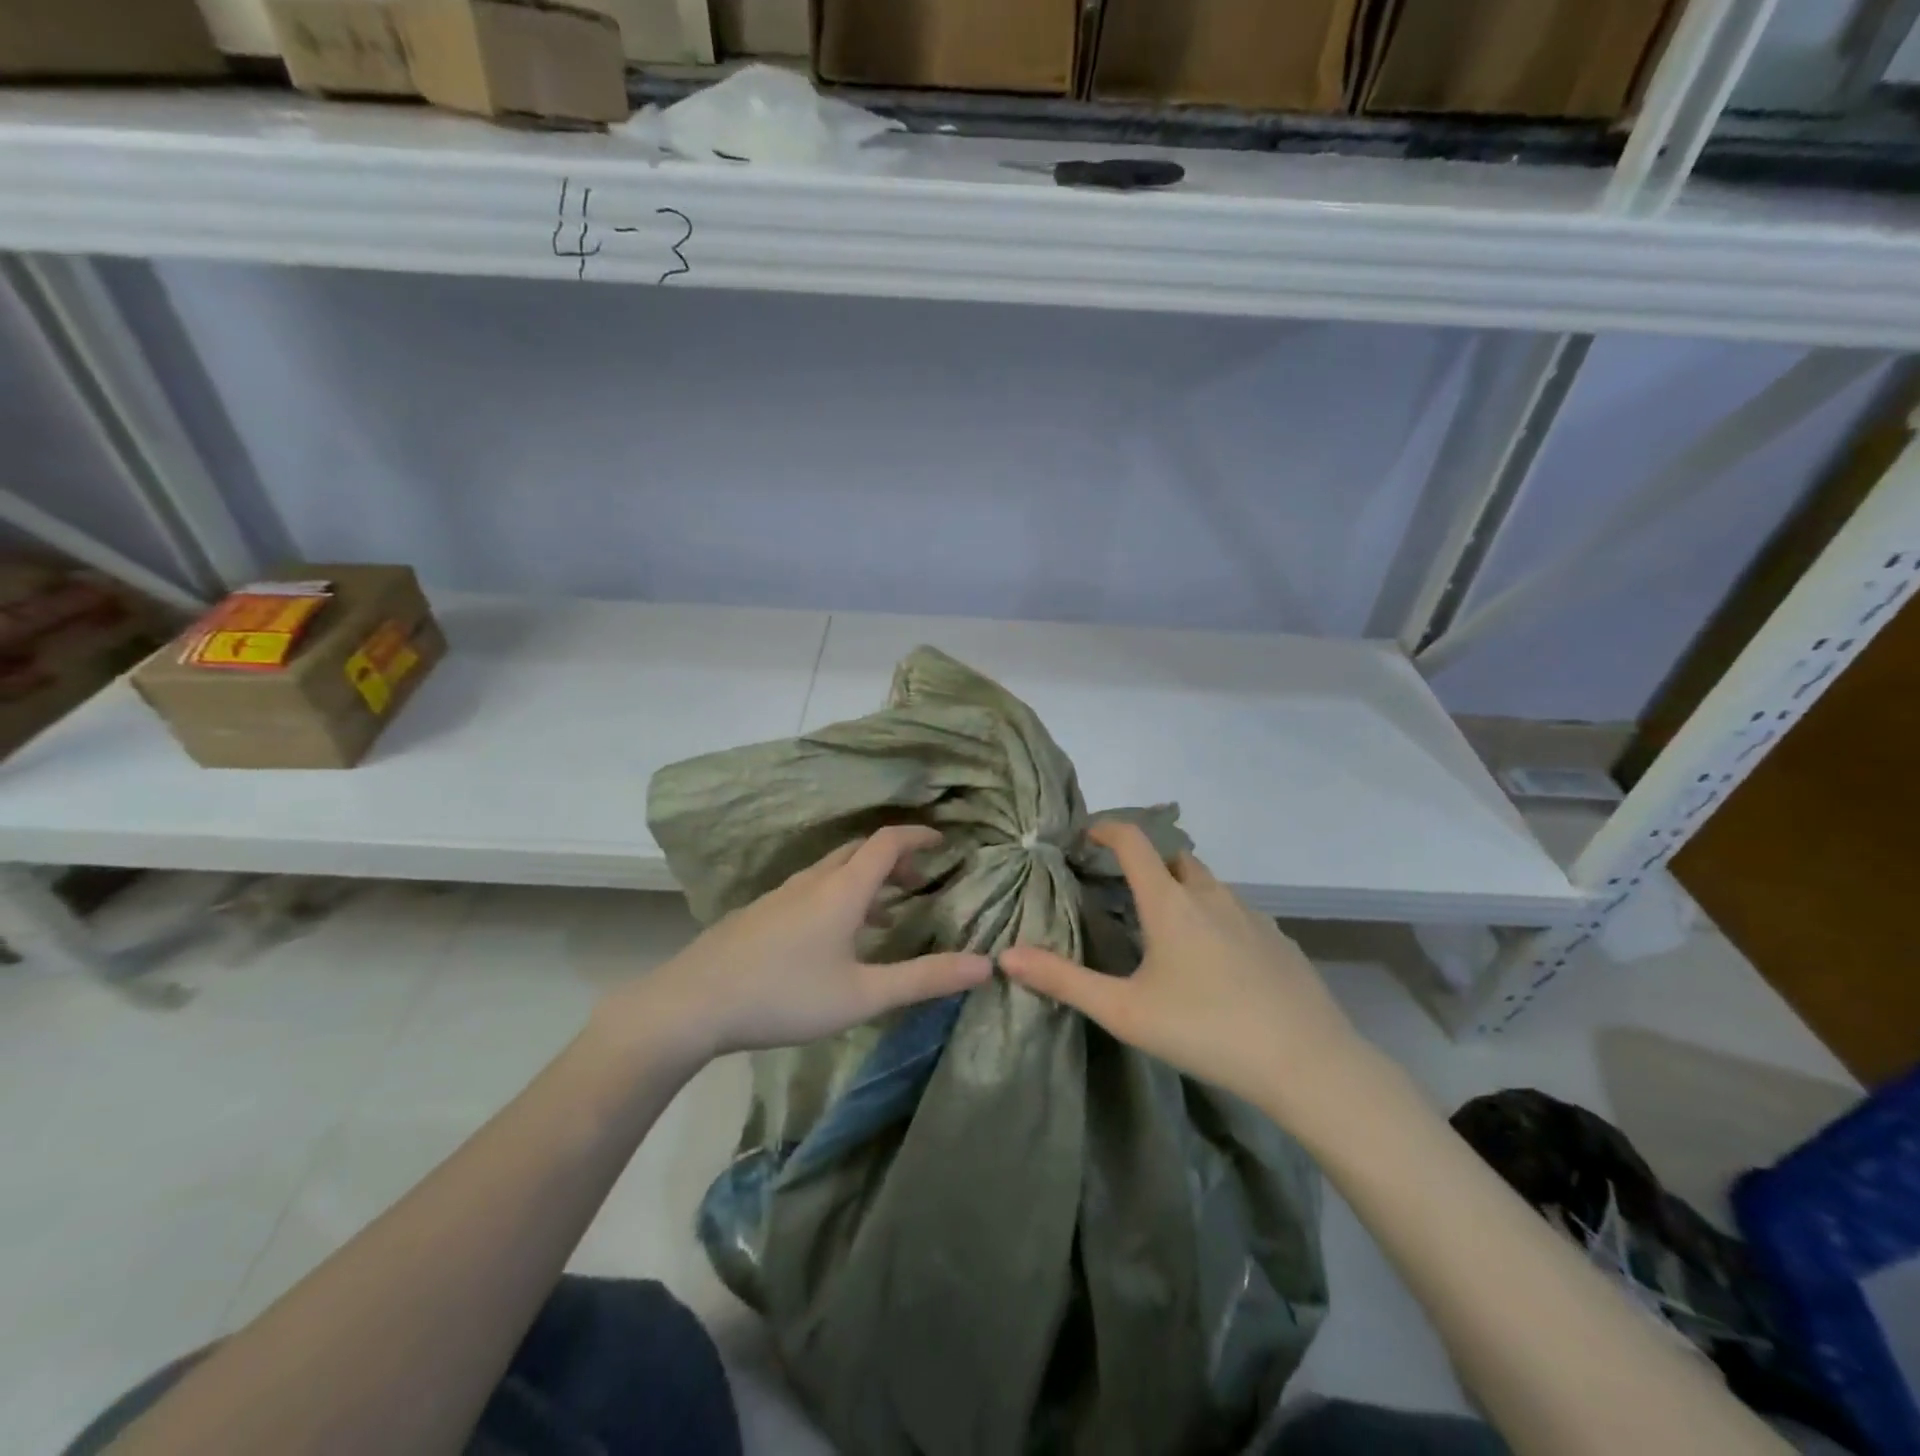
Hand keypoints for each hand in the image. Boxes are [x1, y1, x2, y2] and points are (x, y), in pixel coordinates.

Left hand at [610, 825, 992, 1062]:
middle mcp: (812, 881)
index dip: (917, 837)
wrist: (693, 1003)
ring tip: (884, 913)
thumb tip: (986, 964)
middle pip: (859, 852)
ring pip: (833, 871)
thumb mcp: (863, 994)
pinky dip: (838, 894)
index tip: (942, 842)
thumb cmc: (786, 995)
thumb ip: (924, 978)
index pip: (886, 842)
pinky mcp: (760, 913)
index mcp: (841, 889)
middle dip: (894, 860)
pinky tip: (833, 937)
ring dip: (864, 879)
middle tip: (918, 883)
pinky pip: (811, 888)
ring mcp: (781, 895)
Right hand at [1000, 821, 1366, 1124]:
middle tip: (1122, 891)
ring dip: (1181, 890)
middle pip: (1173, 858)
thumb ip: (1063, 981)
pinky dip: (1214, 917)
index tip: (1085, 835)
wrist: (1307, 1062)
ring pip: (1207, 885)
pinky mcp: (1278, 939)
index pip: (1134, 841)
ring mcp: (1252, 915)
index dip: (1106, 828)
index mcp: (1170, 902)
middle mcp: (1211, 895)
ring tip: (1165, 929)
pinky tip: (1215, 962)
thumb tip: (1006, 956)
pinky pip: (1237, 911)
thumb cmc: (1206, 1029)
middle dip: (1146, 862)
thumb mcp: (1124, 1010)